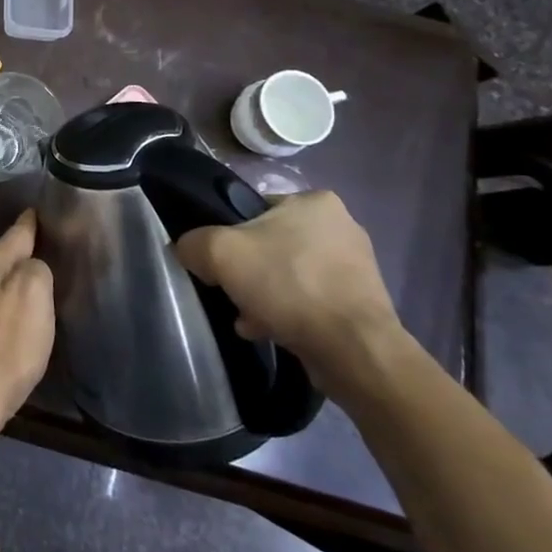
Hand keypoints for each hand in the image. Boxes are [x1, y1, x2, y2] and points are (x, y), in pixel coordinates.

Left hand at [0, 211, 55, 426]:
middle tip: (37, 247)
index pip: (15, 234)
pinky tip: (5, 313)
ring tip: (25, 279)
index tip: (36, 211)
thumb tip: (31, 265)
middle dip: (16, 251)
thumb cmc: (8, 342)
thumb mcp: (35, 296)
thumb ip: (37, 270)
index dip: (29, 223)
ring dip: (5, 278)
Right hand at [175, 190, 405, 393]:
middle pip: (270, 244)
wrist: (353, 350)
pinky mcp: (362, 303)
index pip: (255, 210)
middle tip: (232, 293)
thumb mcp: (219, 252)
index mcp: (315, 201)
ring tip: (248, 319)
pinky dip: (288, 314)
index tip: (220, 263)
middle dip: (248, 272)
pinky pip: (310, 301)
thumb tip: (189, 251)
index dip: (229, 236)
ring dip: (265, 295)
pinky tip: (270, 331)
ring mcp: (356, 267)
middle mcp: (342, 226)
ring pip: (289, 275)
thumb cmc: (288, 285)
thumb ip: (193, 243)